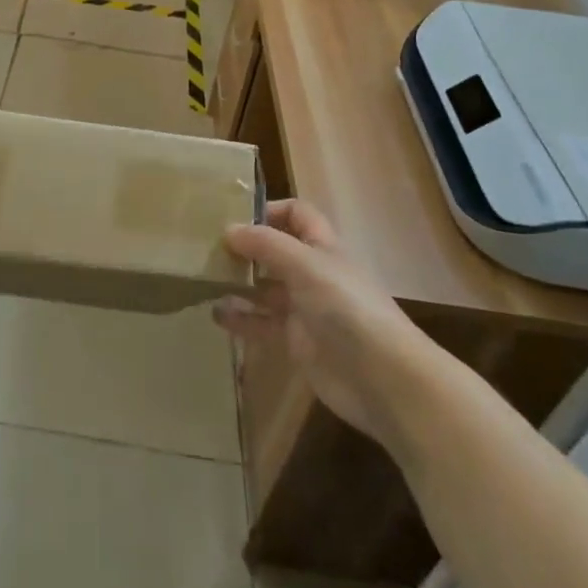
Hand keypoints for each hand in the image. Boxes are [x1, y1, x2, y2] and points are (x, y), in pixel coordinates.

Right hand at [214, 200, 423, 447]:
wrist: (383, 378)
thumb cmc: (347, 308)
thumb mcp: (305, 265)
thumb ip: (266, 244)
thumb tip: (228, 229)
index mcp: (323, 247)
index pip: (297, 215)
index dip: (270, 209)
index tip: (233, 215)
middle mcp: (314, 274)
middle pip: (276, 251)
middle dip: (245, 248)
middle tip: (206, 248)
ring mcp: (305, 309)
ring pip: (265, 288)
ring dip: (238, 283)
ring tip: (204, 281)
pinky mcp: (297, 343)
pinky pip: (263, 324)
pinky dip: (241, 319)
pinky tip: (216, 315)